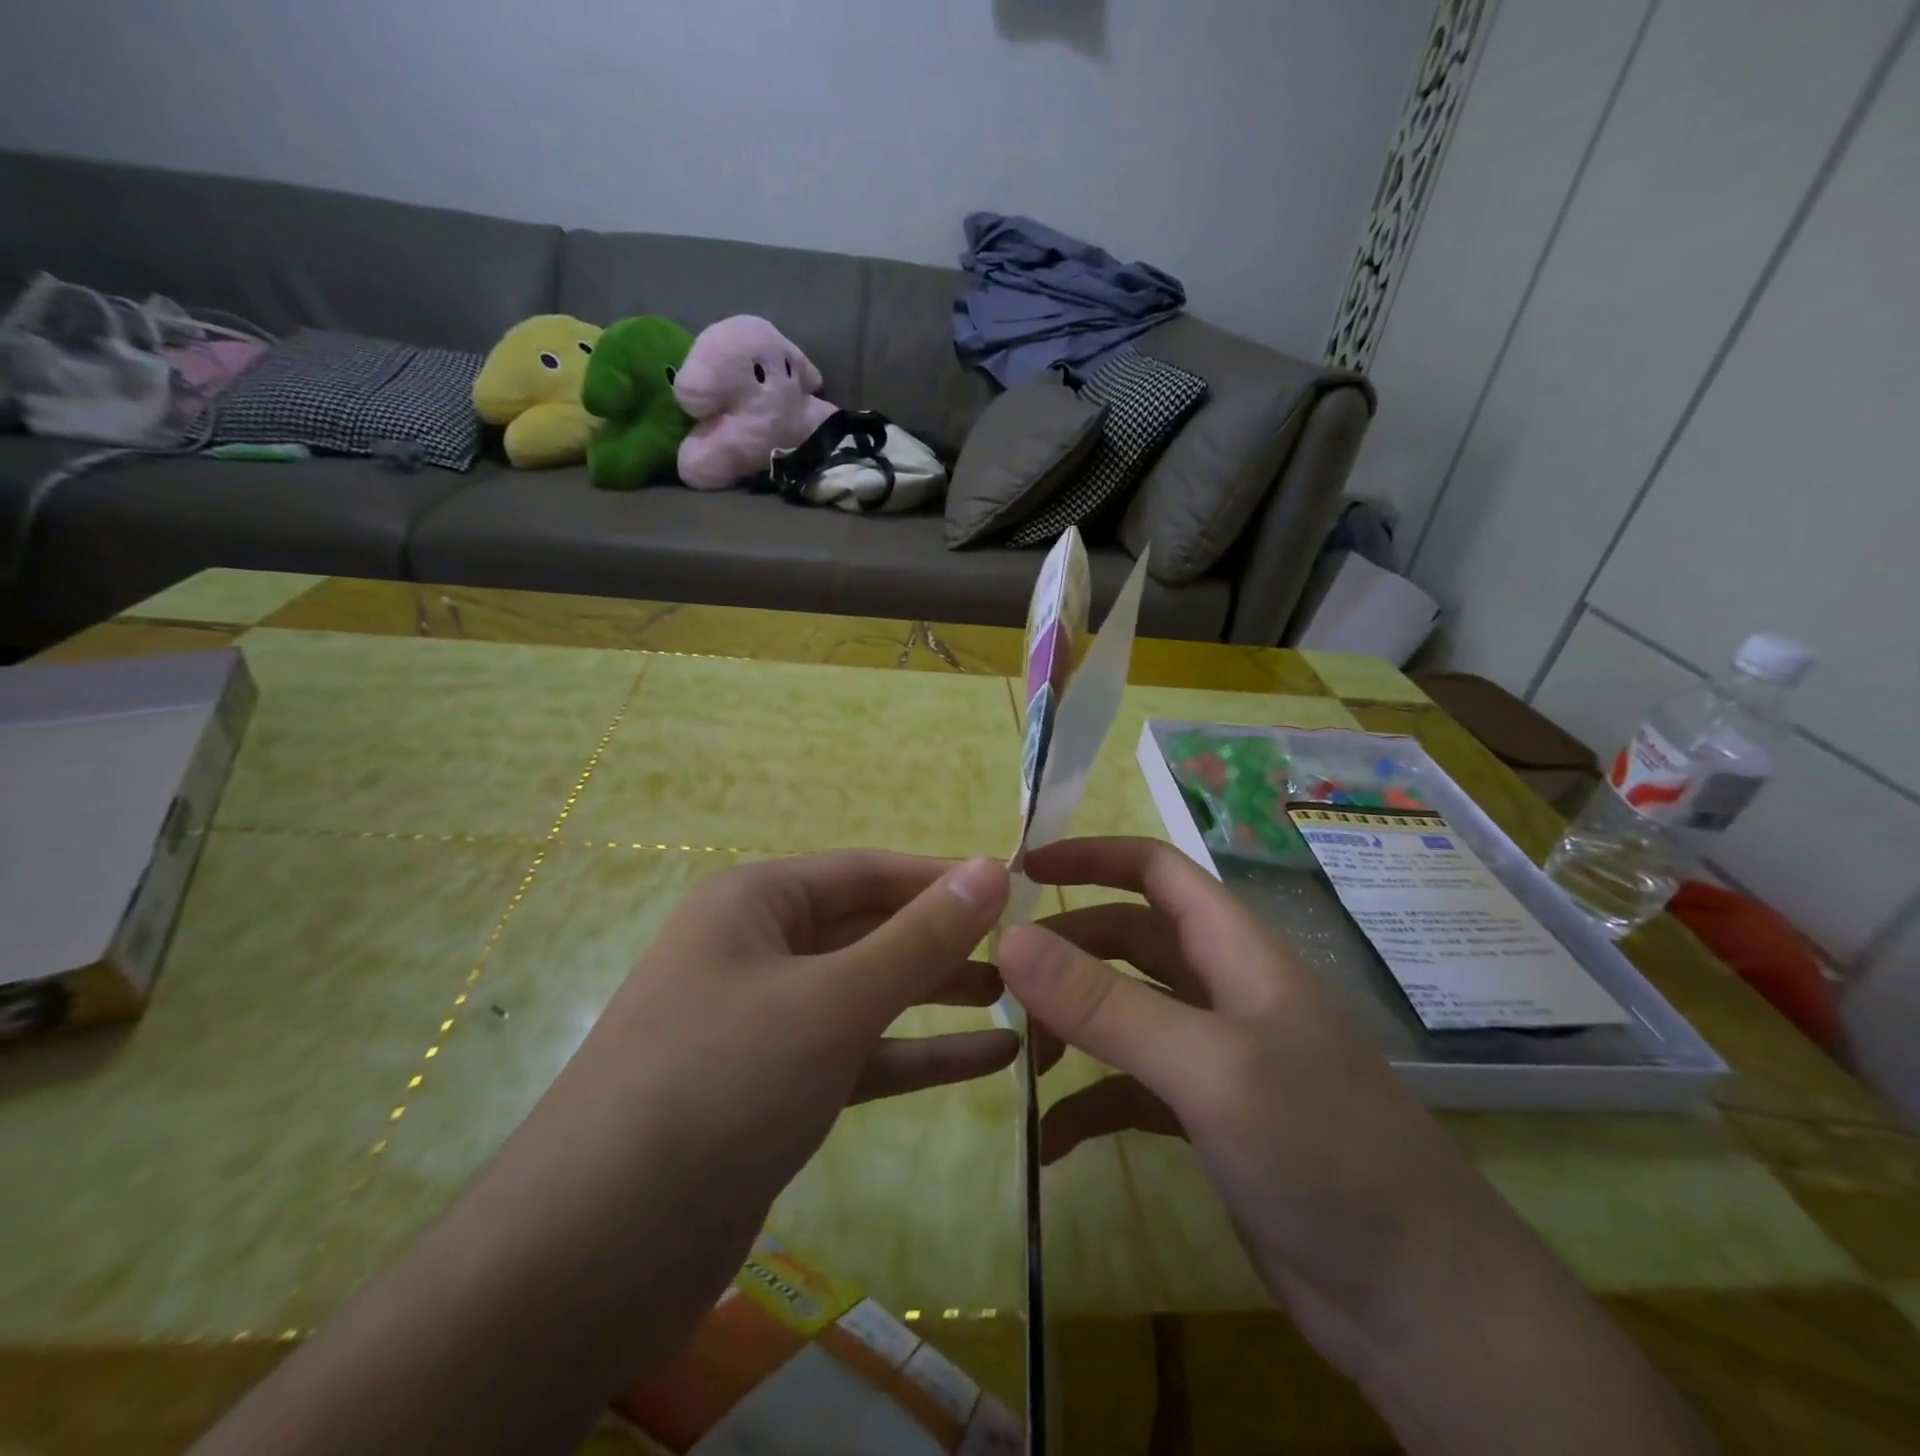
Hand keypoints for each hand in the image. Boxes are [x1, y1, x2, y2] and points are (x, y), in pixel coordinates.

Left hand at [193, 853, 1017, 1455]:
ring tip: (1022, 997)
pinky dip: (919, 1055)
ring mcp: (765, 1022)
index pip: (868, 870)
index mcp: (756, 902)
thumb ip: (919, 937)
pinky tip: (992, 1061)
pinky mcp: (775, 1089)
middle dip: (945, 940)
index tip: (1016, 886)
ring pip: (868, 994)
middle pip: (870, 930)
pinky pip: (859, 1054)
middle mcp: (757, 949)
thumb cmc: (720, 1084)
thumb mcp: (833, 1000)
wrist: (592, 1255)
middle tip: (1028, 949)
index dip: (942, 877)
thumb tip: (992, 867)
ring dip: (939, 997)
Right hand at [998, 837, 1511, 1364]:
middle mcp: (1222, 989)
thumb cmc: (1321, 1150)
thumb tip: (1010, 939)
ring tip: (1023, 1059)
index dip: (1091, 856)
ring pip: (1125, 1013)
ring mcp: (1216, 1055)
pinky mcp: (1208, 1116)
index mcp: (1235, 950)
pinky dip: (1091, 1104)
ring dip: (1073, 1026)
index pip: (1156, 869)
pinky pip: (1131, 1089)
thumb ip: (1106, 1003)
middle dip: (1067, 951)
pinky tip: (1052, 1140)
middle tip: (998, 978)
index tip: (1021, 870)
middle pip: (1128, 940)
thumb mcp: (1207, 1067)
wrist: (1419, 1303)